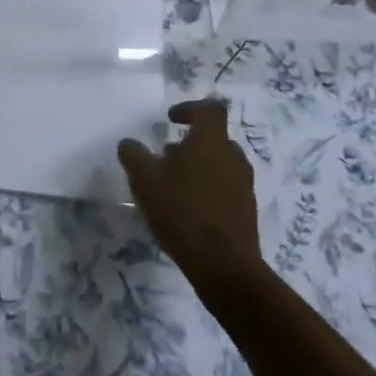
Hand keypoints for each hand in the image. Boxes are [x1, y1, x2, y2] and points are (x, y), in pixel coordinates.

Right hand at [118, 99, 268, 301]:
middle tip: (165, 157)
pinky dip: (207, 188)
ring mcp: (244, 184)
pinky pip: (225, 186)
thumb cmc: (182, 212)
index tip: (171, 119)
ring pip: (219, 163)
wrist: (225, 266)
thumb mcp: (145, 180)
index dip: (190, 108)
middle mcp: (232, 156)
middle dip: (189, 143)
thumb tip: (129, 143)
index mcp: (211, 140)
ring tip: (173, 185)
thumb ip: (133, 155)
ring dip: (198, 166)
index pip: (209, 109)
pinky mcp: (246, 209)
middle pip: (214, 137)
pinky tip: (188, 209)